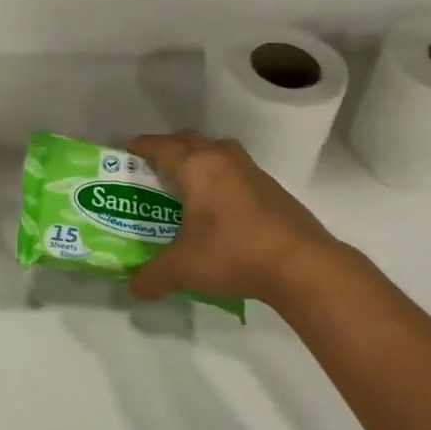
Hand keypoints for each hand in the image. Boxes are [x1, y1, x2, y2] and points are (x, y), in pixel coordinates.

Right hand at [127, 130, 352, 307]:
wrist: (301, 264)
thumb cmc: (232, 253)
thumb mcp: (182, 270)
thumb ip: (152, 277)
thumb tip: (134, 289)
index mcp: (196, 168)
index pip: (162, 147)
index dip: (144, 146)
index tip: (129, 148)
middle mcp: (223, 160)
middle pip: (191, 140)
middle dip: (171, 148)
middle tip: (156, 166)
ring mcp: (252, 172)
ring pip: (219, 152)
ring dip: (202, 158)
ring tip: (190, 182)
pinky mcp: (273, 189)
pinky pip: (238, 172)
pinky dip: (223, 178)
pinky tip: (222, 206)